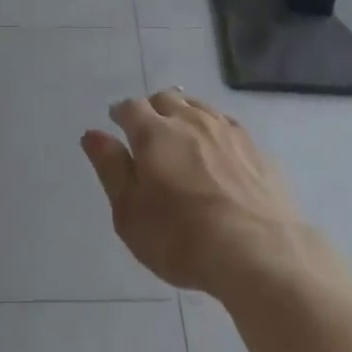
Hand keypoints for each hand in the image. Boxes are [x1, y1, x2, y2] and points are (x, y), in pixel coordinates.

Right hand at [81, 90, 314, 296]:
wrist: (258, 252)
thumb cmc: (182, 238)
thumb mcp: (130, 213)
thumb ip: (110, 168)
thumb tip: (92, 133)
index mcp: (154, 132)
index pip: (130, 107)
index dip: (121, 113)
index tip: (117, 124)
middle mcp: (189, 120)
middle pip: (166, 99)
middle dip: (153, 109)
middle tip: (149, 132)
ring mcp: (225, 130)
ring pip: (198, 107)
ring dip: (185, 115)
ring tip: (182, 137)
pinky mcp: (254, 147)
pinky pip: (226, 125)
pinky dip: (214, 131)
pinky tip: (217, 151)